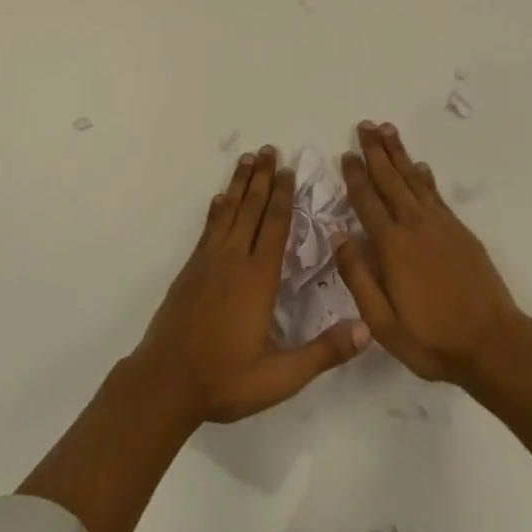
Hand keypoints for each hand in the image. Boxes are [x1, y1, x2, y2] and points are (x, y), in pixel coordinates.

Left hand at [132, 146, 370, 425]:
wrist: (165, 383)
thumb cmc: (225, 379)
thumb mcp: (280, 377)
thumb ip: (323, 352)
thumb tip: (366, 330)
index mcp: (258, 278)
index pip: (274, 225)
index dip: (283, 196)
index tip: (288, 169)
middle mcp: (233, 260)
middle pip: (250, 208)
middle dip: (262, 177)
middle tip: (269, 149)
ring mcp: (208, 261)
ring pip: (227, 211)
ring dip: (239, 183)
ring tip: (247, 158)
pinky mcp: (190, 269)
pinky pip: (208, 228)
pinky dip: (216, 209)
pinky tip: (218, 199)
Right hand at [334, 122, 525, 384]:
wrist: (493, 343)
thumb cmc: (433, 339)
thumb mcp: (384, 323)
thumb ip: (358, 277)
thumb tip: (338, 236)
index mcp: (392, 246)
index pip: (367, 201)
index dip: (355, 176)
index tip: (346, 153)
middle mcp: (414, 225)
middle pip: (390, 179)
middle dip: (375, 151)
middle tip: (365, 125)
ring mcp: (440, 224)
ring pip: (413, 178)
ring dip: (399, 153)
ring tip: (387, 129)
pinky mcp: (459, 230)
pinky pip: (435, 193)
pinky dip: (424, 176)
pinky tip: (419, 166)